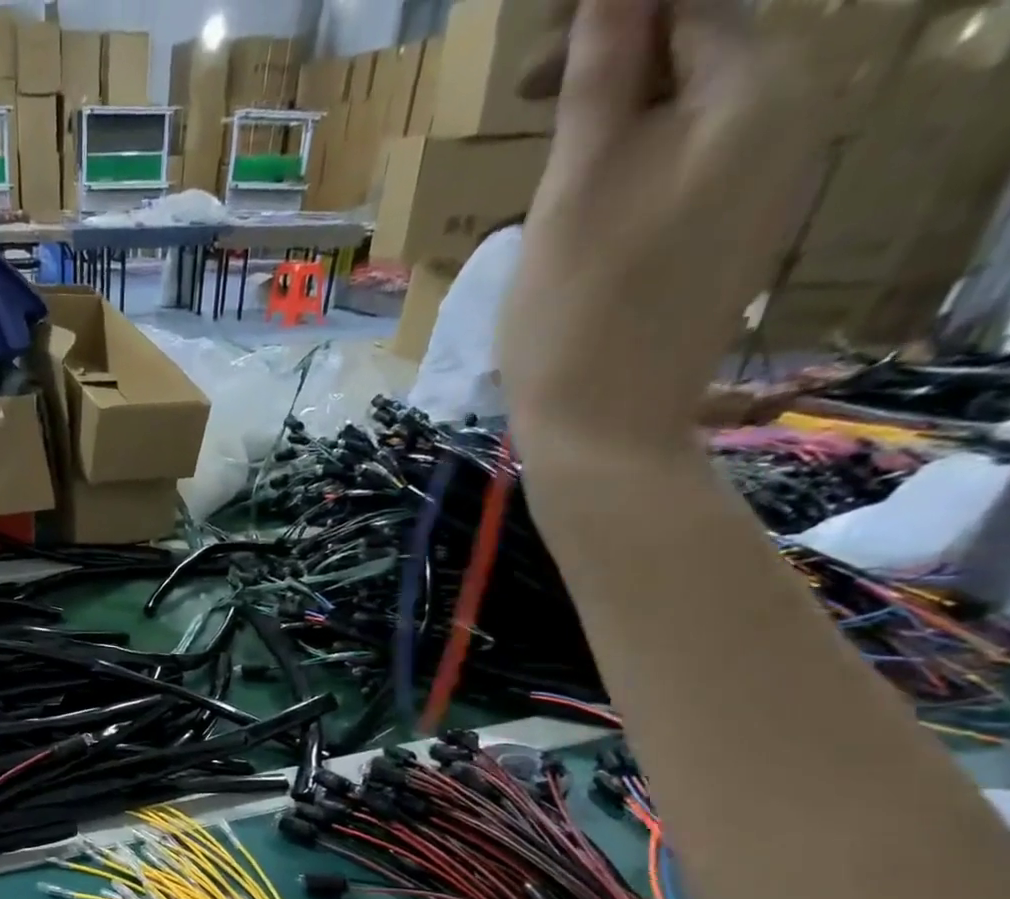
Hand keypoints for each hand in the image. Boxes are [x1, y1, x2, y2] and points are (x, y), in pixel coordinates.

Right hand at [499, 0, 820, 453]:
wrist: (605, 436)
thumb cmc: (576, 315)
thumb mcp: (573, 188)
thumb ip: (597, 73)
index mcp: (759, 87)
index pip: (690, 0)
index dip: (606, 14)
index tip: (529, 60)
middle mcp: (790, 117)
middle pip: (698, 49)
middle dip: (613, 62)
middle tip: (526, 103)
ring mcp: (770, 182)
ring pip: (689, 111)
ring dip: (618, 116)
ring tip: (550, 157)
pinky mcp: (737, 234)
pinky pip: (692, 165)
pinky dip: (636, 163)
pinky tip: (586, 203)